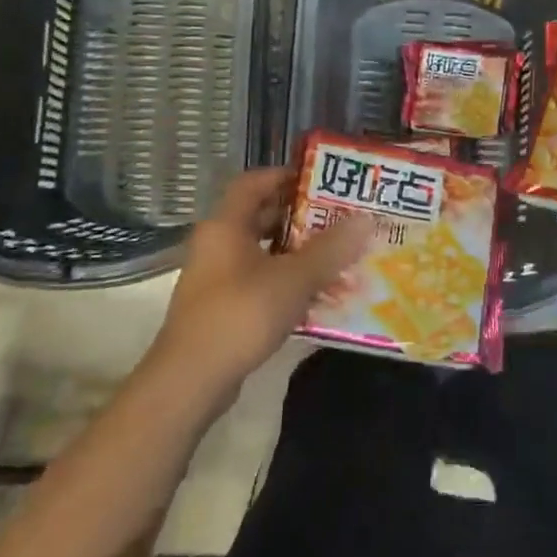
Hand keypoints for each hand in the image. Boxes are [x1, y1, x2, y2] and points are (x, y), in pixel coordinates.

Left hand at [142, 167, 369, 402]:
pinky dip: (287, 282)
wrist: (190, 380)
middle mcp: (217, 245)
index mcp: (226, 226)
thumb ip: (330, 249)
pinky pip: (260, 282)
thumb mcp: (293, 279)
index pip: (254, 182)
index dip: (286, 176)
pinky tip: (318, 296)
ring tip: (338, 258)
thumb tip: (365, 218)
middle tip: (340, 220)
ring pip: (263, 253)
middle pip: (261, 217)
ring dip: (298, 253)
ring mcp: (217, 278)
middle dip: (301, 218)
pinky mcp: (222, 308)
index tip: (323, 181)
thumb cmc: (240, 316)